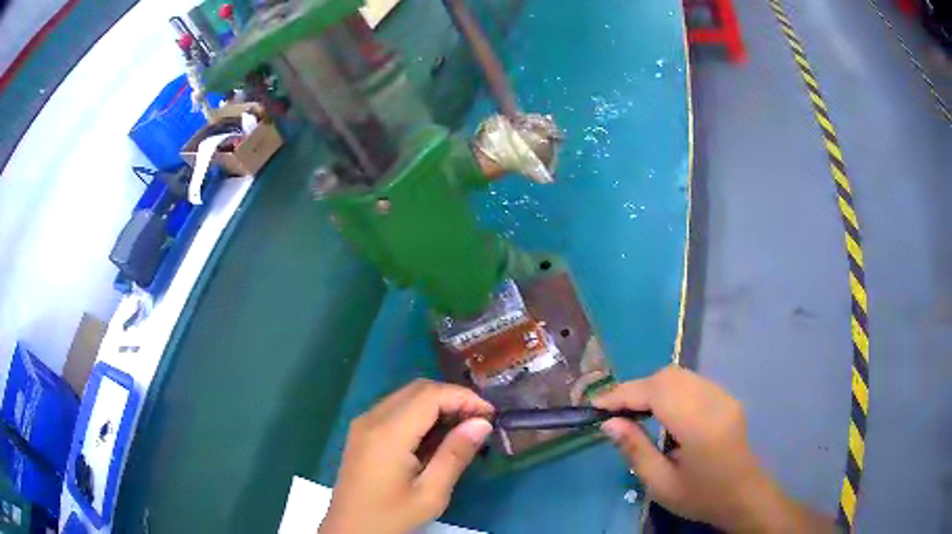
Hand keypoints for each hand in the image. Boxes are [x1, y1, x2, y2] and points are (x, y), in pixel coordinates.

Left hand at [320, 379, 493, 533]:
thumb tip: (482, 423)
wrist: (349, 531)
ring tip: (463, 427)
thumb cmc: (391, 517)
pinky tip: (435, 435)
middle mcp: (372, 418)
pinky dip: (420, 412)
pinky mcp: (362, 432)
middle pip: (417, 389)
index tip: (490, 414)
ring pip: (406, 396)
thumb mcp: (430, 494)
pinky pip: (395, 408)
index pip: (430, 395)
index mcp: (387, 433)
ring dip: (437, 403)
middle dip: (452, 397)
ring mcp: (363, 423)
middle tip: (480, 420)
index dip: (463, 397)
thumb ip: (455, 455)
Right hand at [595, 366, 832, 532]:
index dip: (624, 393)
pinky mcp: (726, 397)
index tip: (597, 404)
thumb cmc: (701, 497)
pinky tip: (661, 411)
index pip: (658, 392)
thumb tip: (609, 423)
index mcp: (700, 426)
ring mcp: (724, 396)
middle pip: (669, 376)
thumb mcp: (661, 484)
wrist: (744, 496)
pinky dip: (668, 390)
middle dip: (637, 388)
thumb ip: (635, 449)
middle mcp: (714, 401)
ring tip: (633, 410)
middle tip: (614, 411)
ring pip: (680, 375)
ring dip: (652, 387)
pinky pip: (692, 382)